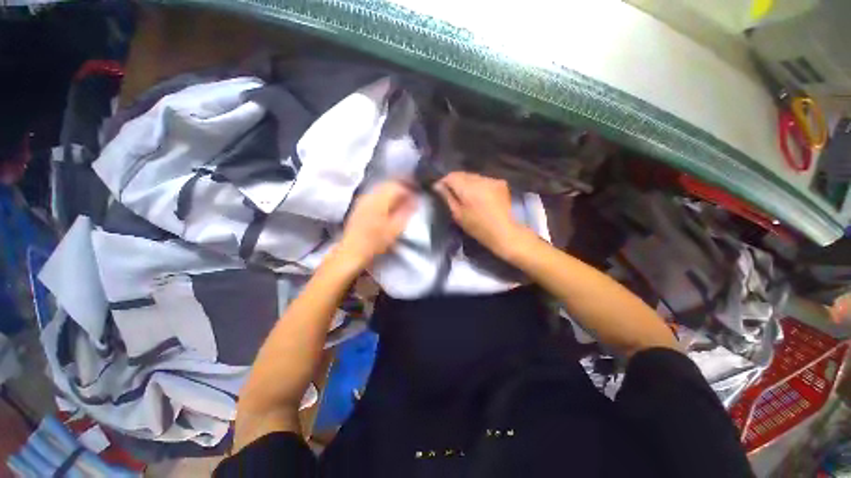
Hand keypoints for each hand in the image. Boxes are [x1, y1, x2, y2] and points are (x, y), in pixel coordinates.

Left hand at [336, 181, 416, 269]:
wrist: (352, 251)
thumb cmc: (374, 242)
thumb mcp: (394, 228)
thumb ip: (406, 211)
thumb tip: (416, 199)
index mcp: (378, 200)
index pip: (396, 186)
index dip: (408, 189)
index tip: (416, 196)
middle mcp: (369, 196)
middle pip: (388, 184)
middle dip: (401, 189)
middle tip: (410, 198)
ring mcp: (363, 200)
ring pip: (381, 189)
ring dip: (393, 193)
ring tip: (401, 203)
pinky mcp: (360, 206)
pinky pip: (375, 195)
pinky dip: (385, 197)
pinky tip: (389, 207)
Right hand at [433, 172, 525, 255]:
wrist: (505, 232)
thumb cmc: (479, 228)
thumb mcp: (458, 215)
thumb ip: (447, 197)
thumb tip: (437, 186)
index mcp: (469, 188)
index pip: (451, 176)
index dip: (444, 182)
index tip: (439, 190)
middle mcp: (481, 179)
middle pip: (463, 174)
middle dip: (455, 182)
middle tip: (452, 194)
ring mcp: (492, 180)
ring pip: (473, 176)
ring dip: (467, 183)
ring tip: (466, 196)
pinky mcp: (501, 183)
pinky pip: (484, 180)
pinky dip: (479, 186)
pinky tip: (479, 197)